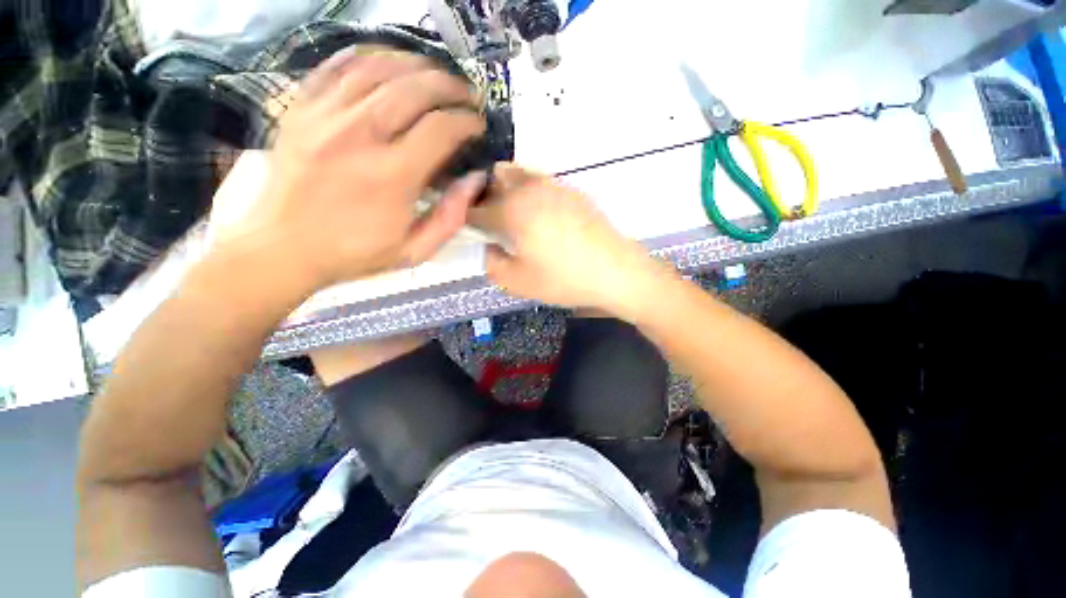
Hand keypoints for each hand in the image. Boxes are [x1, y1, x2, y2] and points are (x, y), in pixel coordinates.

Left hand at [216, 50, 487, 294]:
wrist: (283, 248)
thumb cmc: (356, 253)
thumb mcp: (415, 251)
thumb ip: (451, 217)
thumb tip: (475, 179)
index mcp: (392, 176)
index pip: (440, 129)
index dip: (466, 121)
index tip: (477, 124)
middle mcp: (359, 135)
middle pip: (414, 88)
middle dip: (449, 86)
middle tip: (465, 94)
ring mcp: (324, 115)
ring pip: (378, 67)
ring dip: (416, 65)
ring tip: (436, 75)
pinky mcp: (301, 108)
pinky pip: (339, 65)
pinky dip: (371, 57)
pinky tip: (390, 64)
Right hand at [470, 164, 667, 315]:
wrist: (615, 271)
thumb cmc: (564, 279)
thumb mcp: (518, 283)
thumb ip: (492, 264)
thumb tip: (491, 247)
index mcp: (512, 211)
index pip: (476, 209)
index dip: (467, 219)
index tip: (470, 230)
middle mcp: (530, 189)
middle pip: (495, 180)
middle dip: (487, 198)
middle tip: (495, 224)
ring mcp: (555, 185)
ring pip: (519, 174)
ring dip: (508, 190)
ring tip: (518, 218)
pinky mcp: (573, 190)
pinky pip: (541, 182)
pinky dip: (531, 192)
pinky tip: (543, 217)